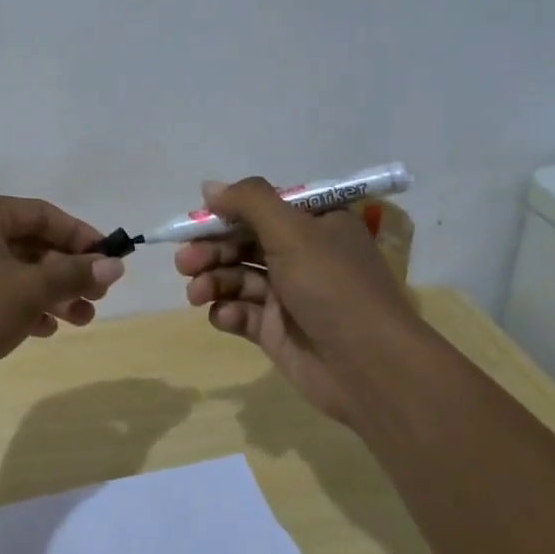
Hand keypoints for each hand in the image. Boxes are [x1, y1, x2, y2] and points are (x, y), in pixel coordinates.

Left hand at [0, 192, 124, 396]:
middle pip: (29, 243)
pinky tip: (44, 329)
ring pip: (13, 271)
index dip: (81, 236)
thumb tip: (115, 264)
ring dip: (50, 293)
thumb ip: (73, 273)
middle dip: (67, 272)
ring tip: (80, 320)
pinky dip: (22, 306)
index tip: (110, 261)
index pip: (42, 214)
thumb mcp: (29, 289)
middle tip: (97, 298)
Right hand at [176, 177, 416, 425]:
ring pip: (238, 278)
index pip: (263, 208)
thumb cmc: (333, 286)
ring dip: (213, 281)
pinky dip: (228, 313)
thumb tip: (209, 186)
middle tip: (185, 262)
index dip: (227, 213)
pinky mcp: (277, 331)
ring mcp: (289, 295)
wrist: (370, 367)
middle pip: (244, 243)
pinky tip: (225, 317)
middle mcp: (303, 256)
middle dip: (211, 250)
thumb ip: (249, 202)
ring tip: (196, 293)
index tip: (197, 220)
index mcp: (316, 225)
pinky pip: (242, 313)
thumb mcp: (292, 231)